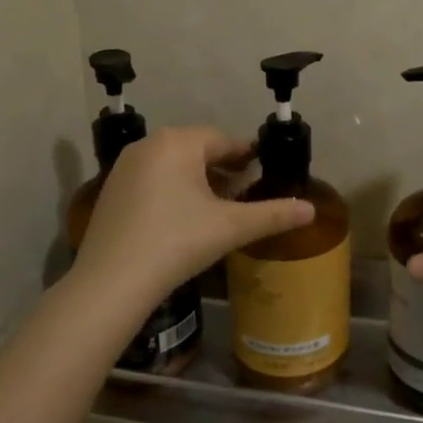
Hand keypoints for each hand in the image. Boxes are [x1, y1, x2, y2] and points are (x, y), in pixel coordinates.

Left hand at [70, 127, 312, 304]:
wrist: (112, 282)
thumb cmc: (177, 242)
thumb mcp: (231, 227)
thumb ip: (273, 214)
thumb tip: (311, 210)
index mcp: (178, 142)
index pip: (223, 140)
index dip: (246, 155)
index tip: (263, 169)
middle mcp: (148, 145)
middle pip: (196, 150)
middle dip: (222, 168)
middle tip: (244, 190)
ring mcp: (124, 168)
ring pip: (173, 165)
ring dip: (198, 179)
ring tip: (218, 206)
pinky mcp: (111, 191)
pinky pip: (152, 180)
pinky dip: (172, 190)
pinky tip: (184, 218)